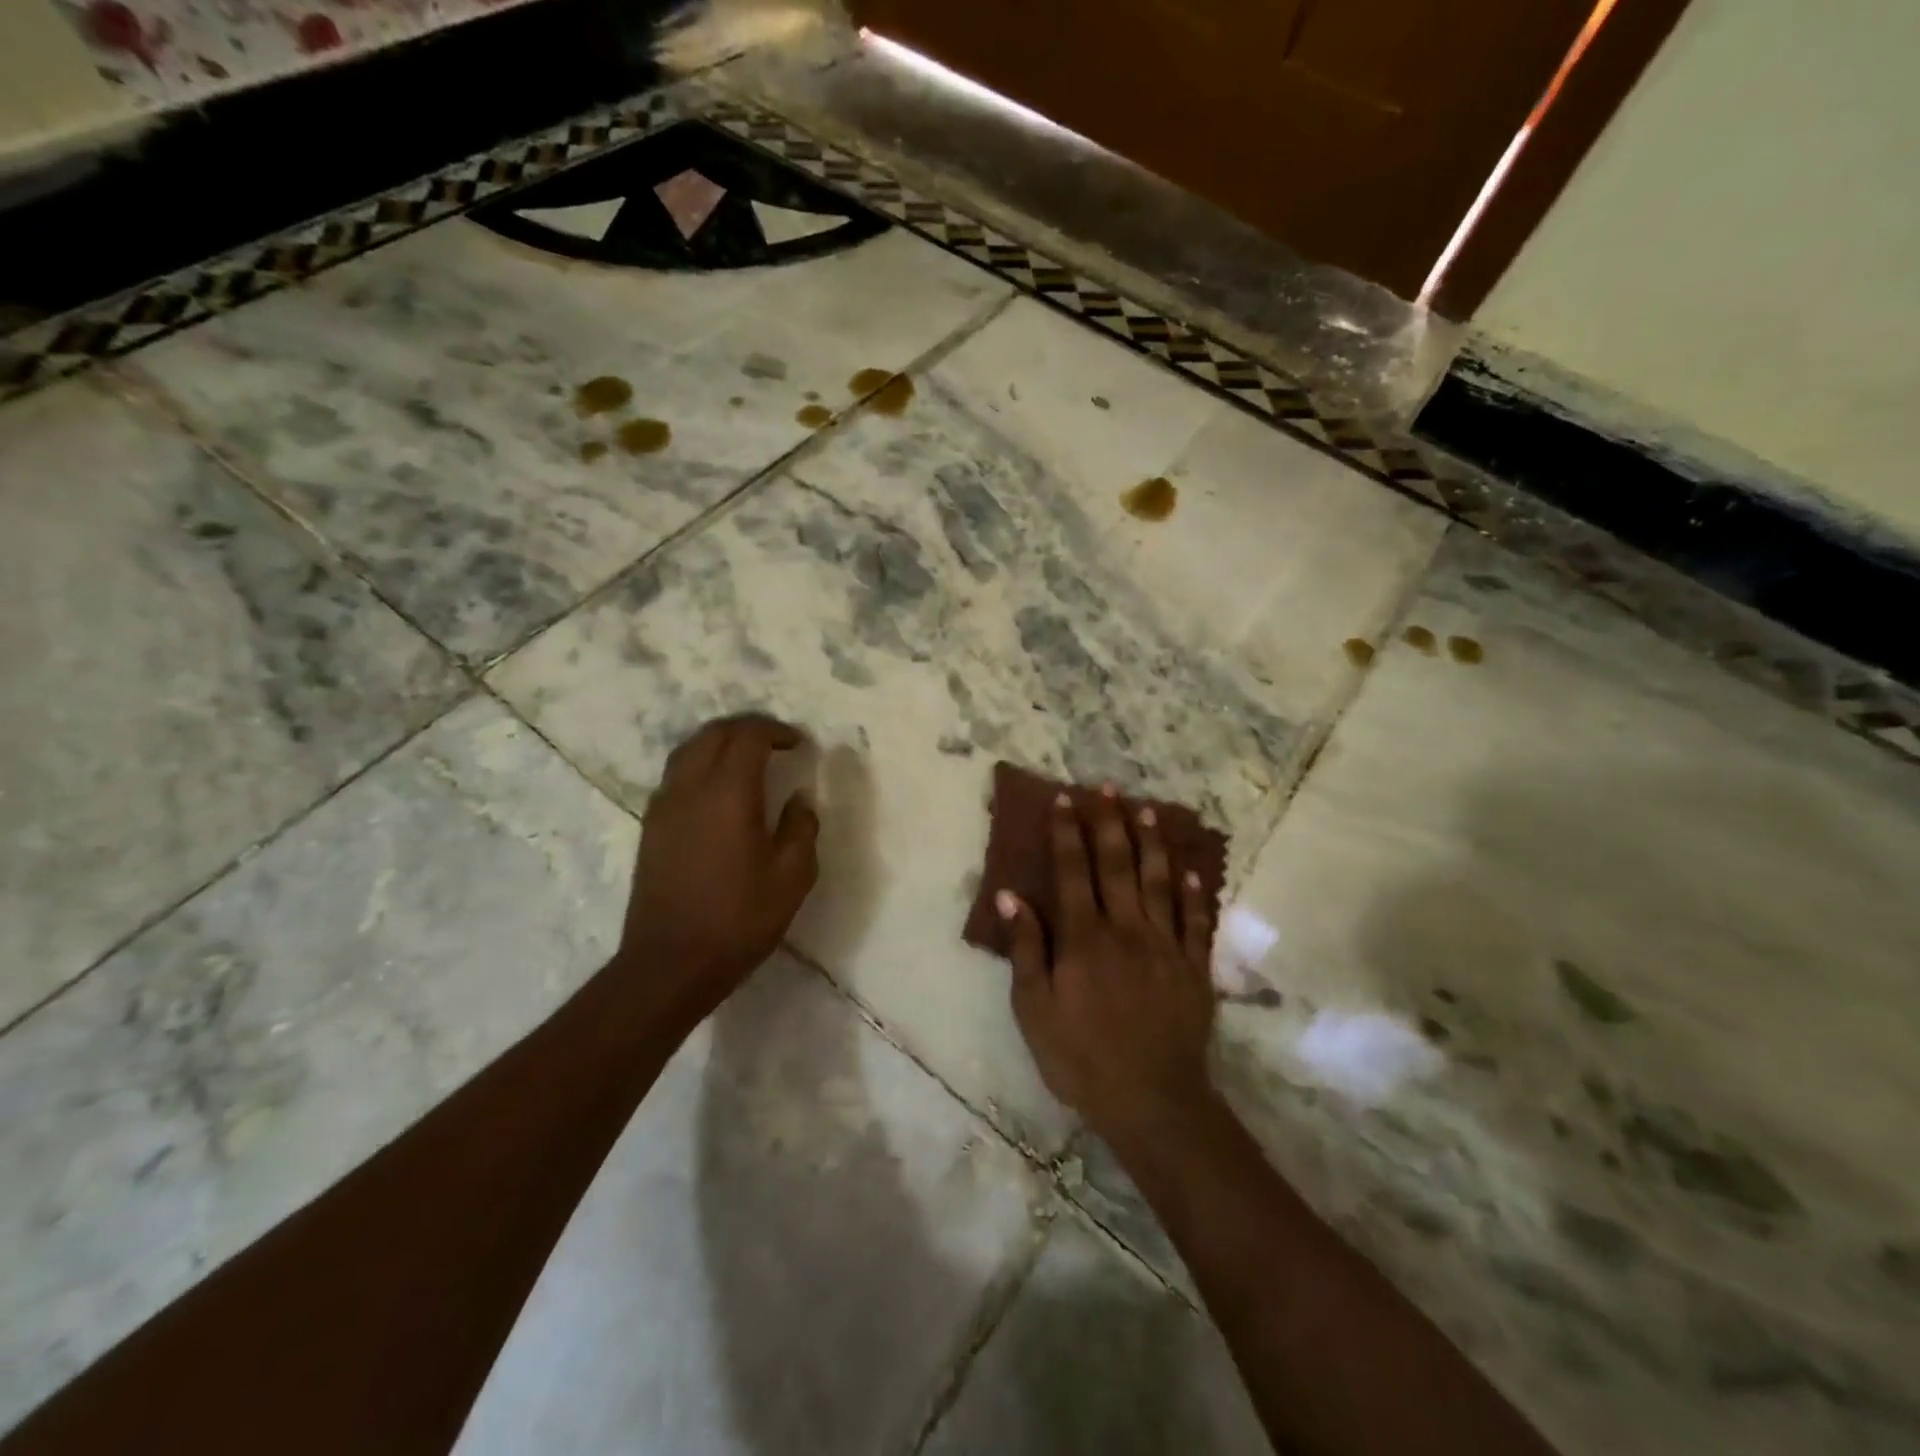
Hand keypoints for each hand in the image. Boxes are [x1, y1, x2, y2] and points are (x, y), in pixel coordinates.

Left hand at [619, 714, 819, 1023]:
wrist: (669, 963)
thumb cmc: (738, 920)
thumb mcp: (792, 878)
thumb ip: (801, 829)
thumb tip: (799, 799)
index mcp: (728, 794)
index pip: (748, 736)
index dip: (776, 731)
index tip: (799, 744)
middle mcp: (690, 788)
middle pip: (714, 734)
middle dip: (747, 729)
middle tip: (777, 744)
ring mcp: (664, 806)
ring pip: (689, 750)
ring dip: (720, 744)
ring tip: (748, 760)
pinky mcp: (651, 827)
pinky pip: (676, 776)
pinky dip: (701, 766)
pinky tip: (719, 792)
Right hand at [999, 787, 1218, 1146]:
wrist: (1152, 1101)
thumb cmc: (1081, 1057)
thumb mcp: (1035, 1010)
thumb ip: (1027, 950)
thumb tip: (1012, 897)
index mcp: (1085, 938)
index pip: (1072, 871)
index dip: (1067, 833)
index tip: (1065, 800)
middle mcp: (1126, 929)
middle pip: (1118, 864)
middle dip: (1110, 822)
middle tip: (1108, 787)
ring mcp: (1166, 946)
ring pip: (1160, 882)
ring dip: (1153, 844)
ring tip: (1149, 811)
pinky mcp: (1194, 968)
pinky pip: (1196, 922)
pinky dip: (1195, 894)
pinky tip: (1193, 871)